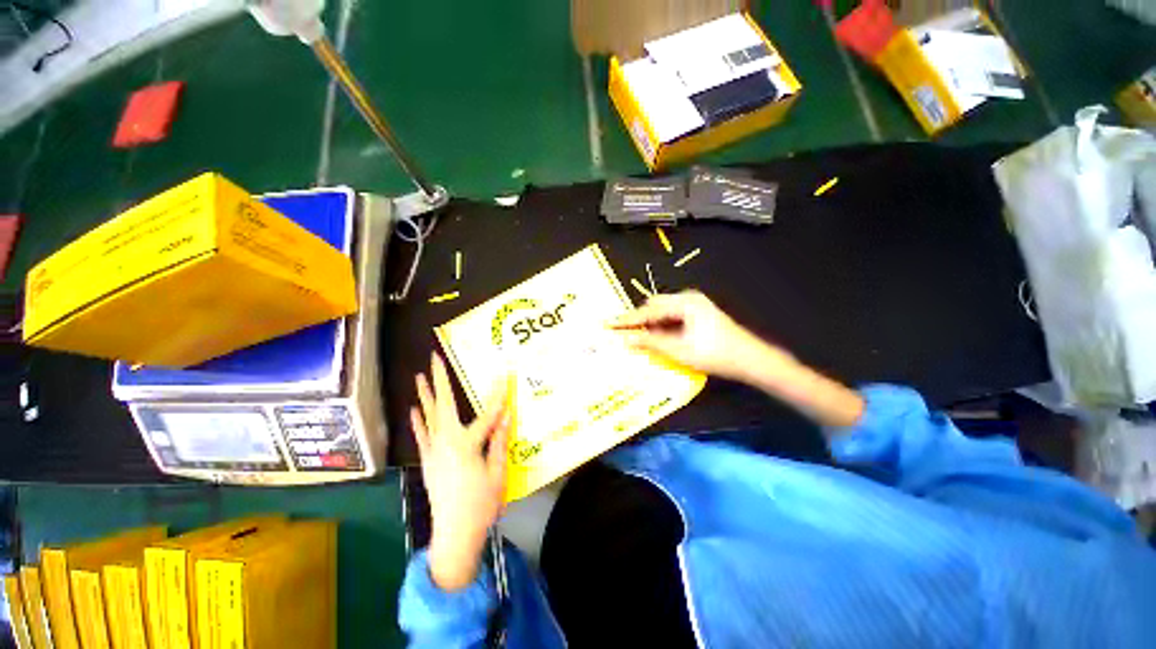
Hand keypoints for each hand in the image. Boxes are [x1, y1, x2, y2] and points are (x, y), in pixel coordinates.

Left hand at [411, 353, 511, 591]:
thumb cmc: (481, 504)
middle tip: (435, 358)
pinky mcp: (428, 460)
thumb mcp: (497, 473)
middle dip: (439, 379)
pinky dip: (417, 420)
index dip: (498, 395)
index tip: (504, 375)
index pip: (488, 414)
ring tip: (418, 376)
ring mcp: (433, 450)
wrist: (454, 535)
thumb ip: (499, 442)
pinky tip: (414, 409)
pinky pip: (420, 435)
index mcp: (467, 445)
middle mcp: (446, 442)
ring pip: (428, 416)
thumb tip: (505, 416)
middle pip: (444, 405)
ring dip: (425, 394)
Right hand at [611, 290, 792, 382]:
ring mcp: (694, 305)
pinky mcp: (697, 314)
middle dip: (639, 319)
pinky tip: (656, 337)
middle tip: (623, 333)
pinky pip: (672, 316)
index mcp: (684, 303)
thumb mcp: (679, 350)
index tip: (609, 323)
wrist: (750, 359)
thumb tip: (627, 339)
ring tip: (637, 337)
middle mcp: (688, 298)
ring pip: (662, 311)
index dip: (628, 319)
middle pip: (654, 306)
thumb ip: (651, 343)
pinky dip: (661, 326)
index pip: (648, 310)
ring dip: (650, 324)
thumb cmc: (715, 354)